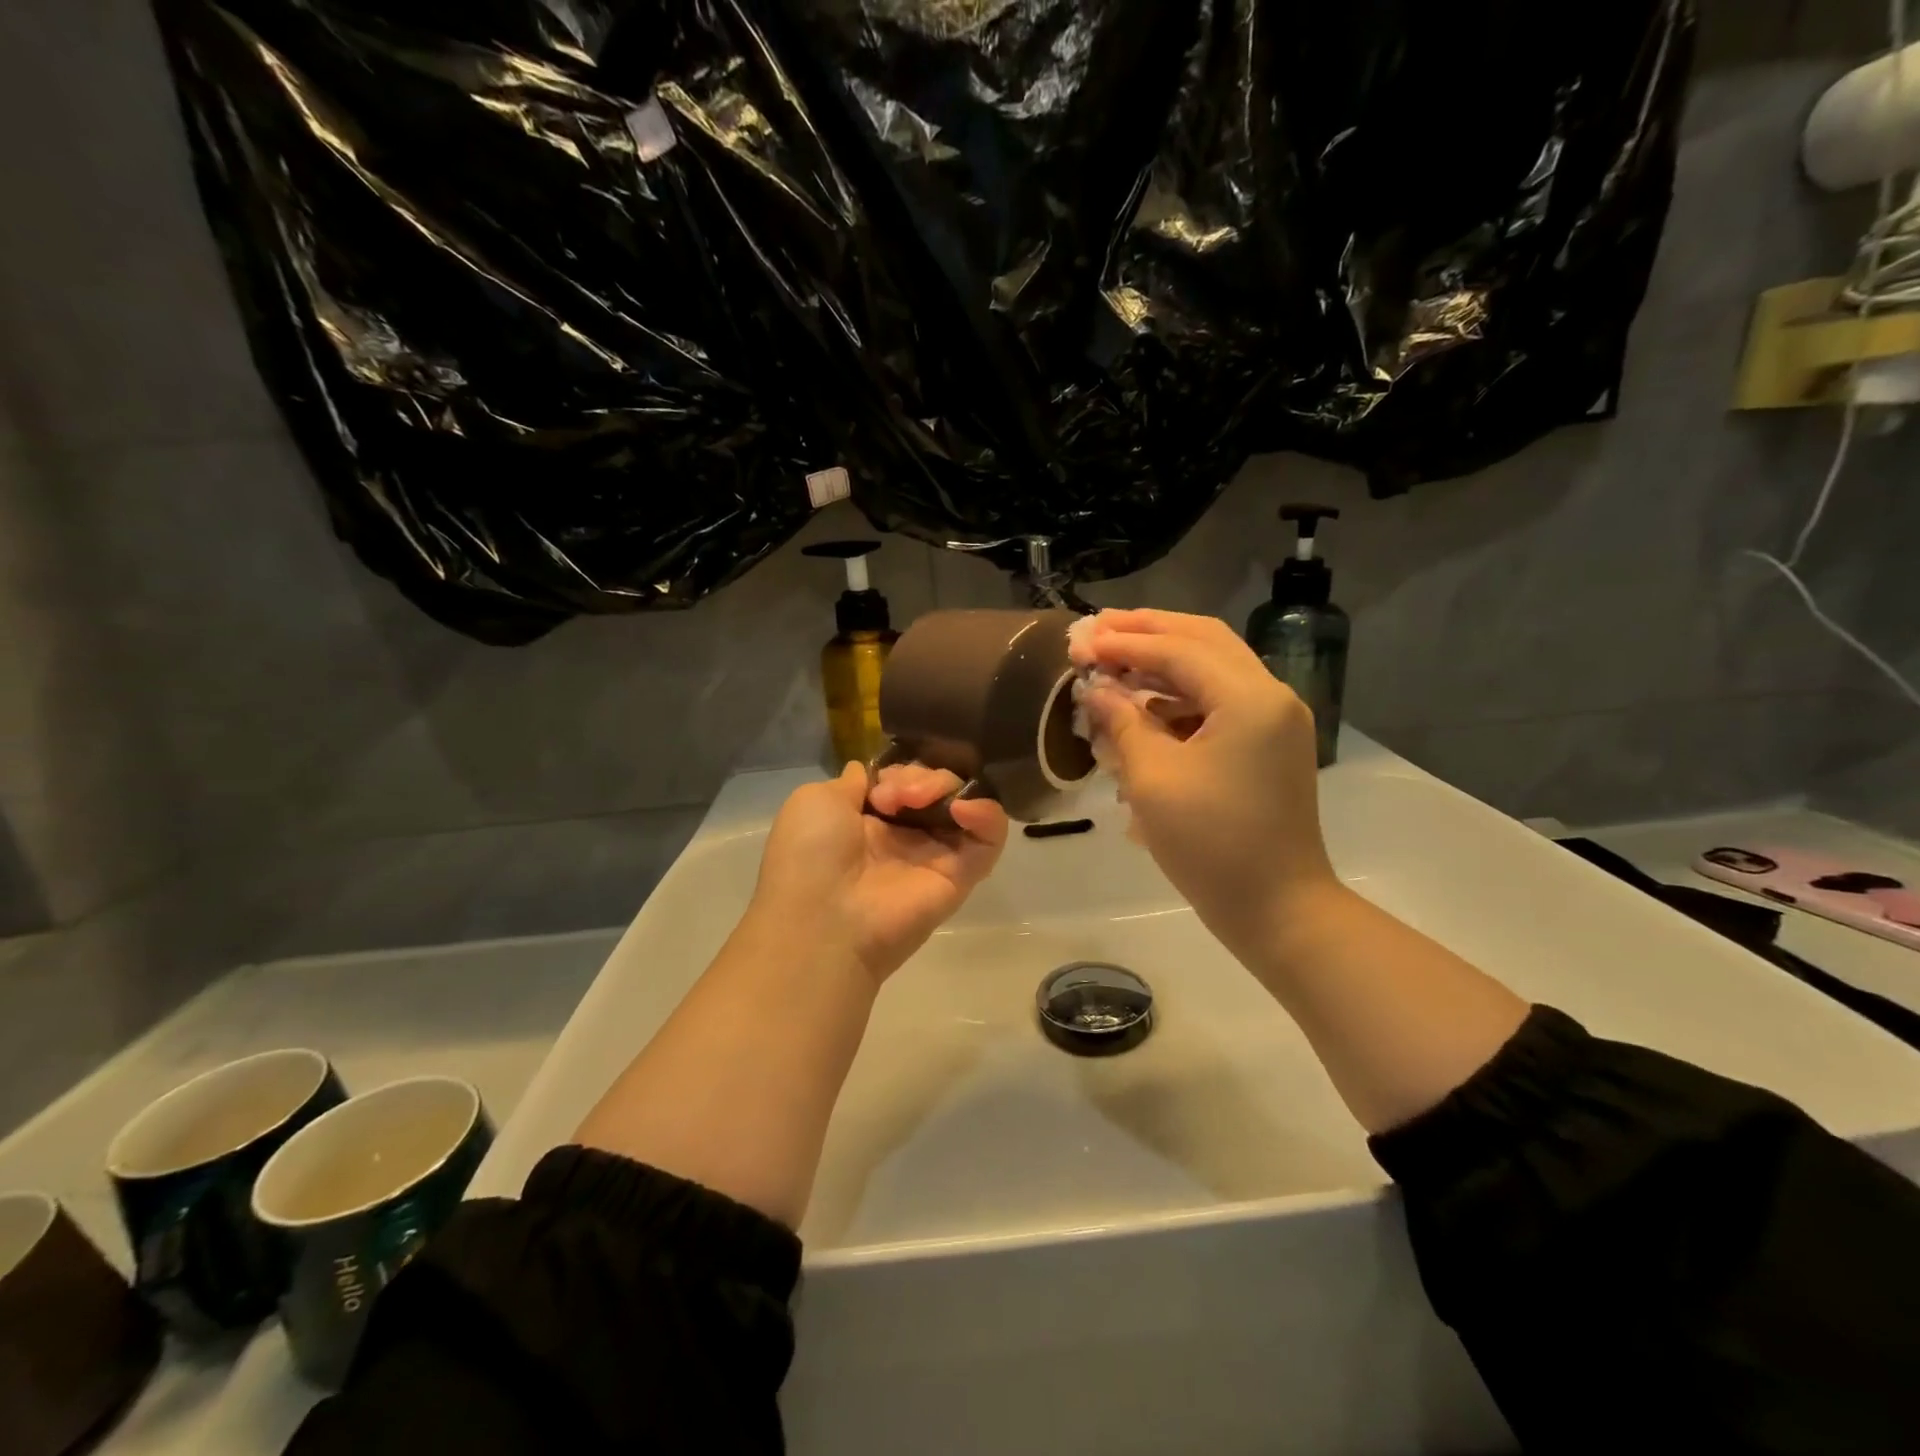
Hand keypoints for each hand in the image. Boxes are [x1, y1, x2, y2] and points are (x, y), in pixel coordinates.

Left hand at [751, 762, 1009, 982]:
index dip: (899, 770)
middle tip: (894, 797)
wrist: (822, 918)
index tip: (880, 785)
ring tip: (918, 800)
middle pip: (936, 786)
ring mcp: (936, 855)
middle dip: (920, 776)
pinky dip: (987, 813)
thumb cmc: (810, 856)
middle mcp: (905, 836)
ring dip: (947, 786)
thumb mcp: (816, 800)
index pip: (905, 779)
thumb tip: (869, 773)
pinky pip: (990, 838)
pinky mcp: (963, 875)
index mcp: (869, 820)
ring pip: (964, 802)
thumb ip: (852, 781)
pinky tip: (961, 808)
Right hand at [1072, 609, 1336, 956]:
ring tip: (1113, 660)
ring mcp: (1274, 720)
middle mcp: (1271, 695)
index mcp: (1249, 699)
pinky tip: (1143, 702)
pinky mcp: (1268, 743)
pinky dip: (1180, 693)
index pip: (1178, 649)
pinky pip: (1220, 700)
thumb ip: (1122, 722)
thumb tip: (1095, 687)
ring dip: (1163, 659)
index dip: (1124, 642)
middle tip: (1097, 629)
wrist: (1277, 908)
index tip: (1078, 641)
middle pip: (1203, 640)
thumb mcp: (1153, 779)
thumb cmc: (1210, 845)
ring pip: (1213, 666)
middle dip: (1147, 631)